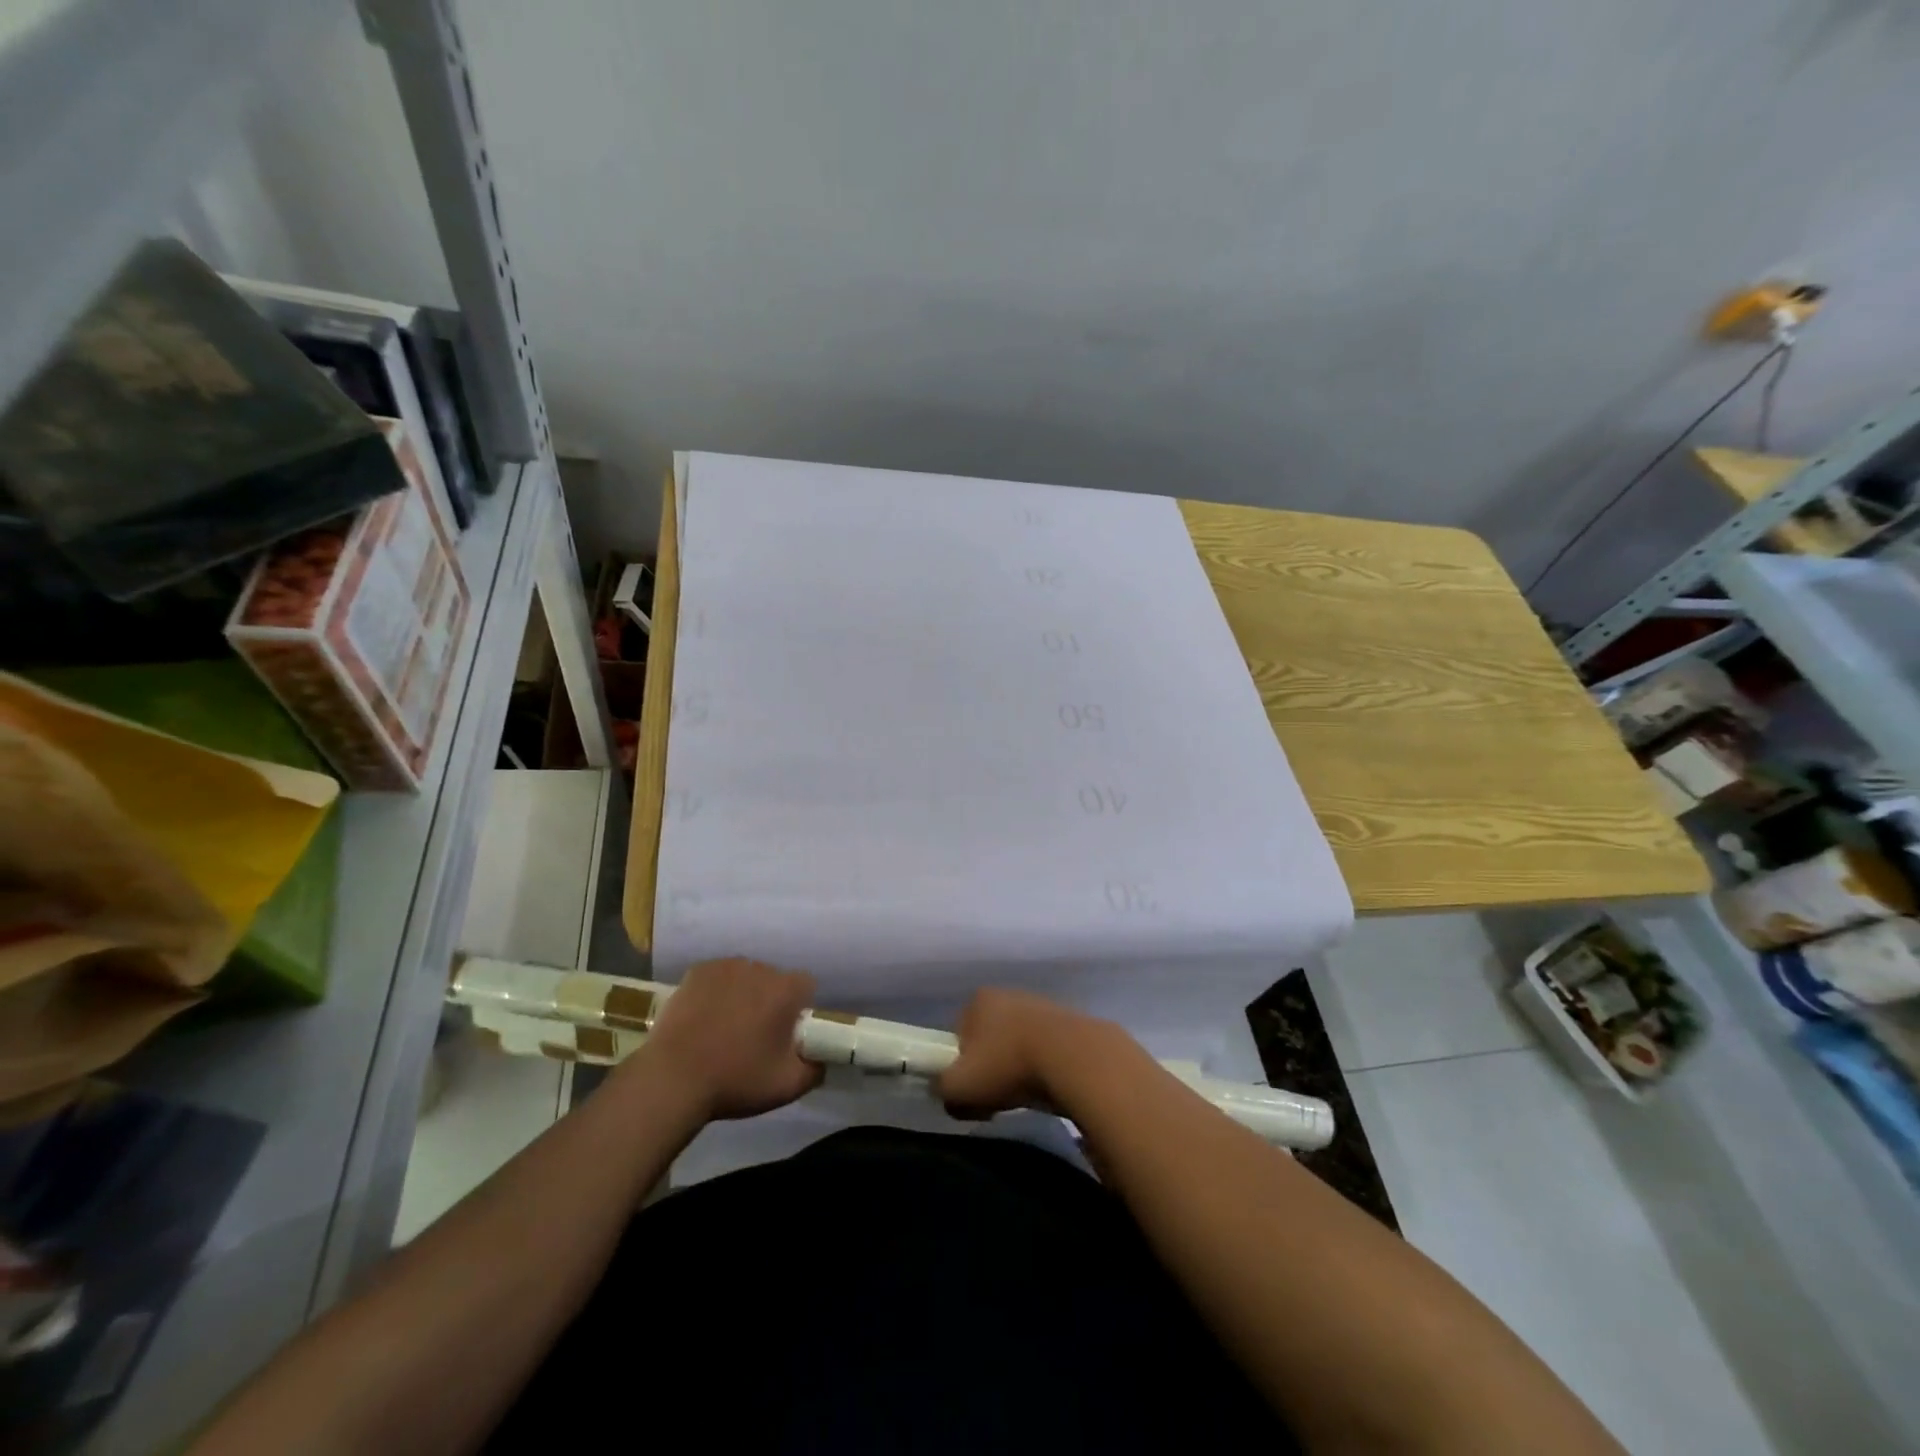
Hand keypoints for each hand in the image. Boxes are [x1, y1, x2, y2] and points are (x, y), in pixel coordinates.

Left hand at [640, 958, 822, 1119]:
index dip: (800, 1009)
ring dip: (743, 994)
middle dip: (770, 1001)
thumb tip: (822, 1058)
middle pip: (775, 980)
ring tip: (725, 1027)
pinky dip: (717, 991)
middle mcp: (760, 968)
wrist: (672, 1079)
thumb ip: (816, 1069)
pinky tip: (704, 1018)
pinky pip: (718, 977)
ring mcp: (726, 966)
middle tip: (755, 1035)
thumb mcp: (788, 1086)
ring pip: (746, 976)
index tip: (787, 1033)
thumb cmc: (736, 1080)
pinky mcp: (697, 971)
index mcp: (786, 990)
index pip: (806, 987)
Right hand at [937, 988, 1130, 1117]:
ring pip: (1017, 1046)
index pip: (957, 1033)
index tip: (969, 1091)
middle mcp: (1008, 994)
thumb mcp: (959, 1087)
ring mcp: (1041, 1006)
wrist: (1074, 1059)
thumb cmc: (1007, 1065)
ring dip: (1017, 1070)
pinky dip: (1043, 1070)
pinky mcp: (1069, 1024)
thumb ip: (942, 1088)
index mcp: (978, 1000)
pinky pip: (1046, 1052)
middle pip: (988, 1040)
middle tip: (995, 1098)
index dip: (959, 1066)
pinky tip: (1048, 1088)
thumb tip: (946, 1092)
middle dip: (989, 1069)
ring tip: (1024, 1096)